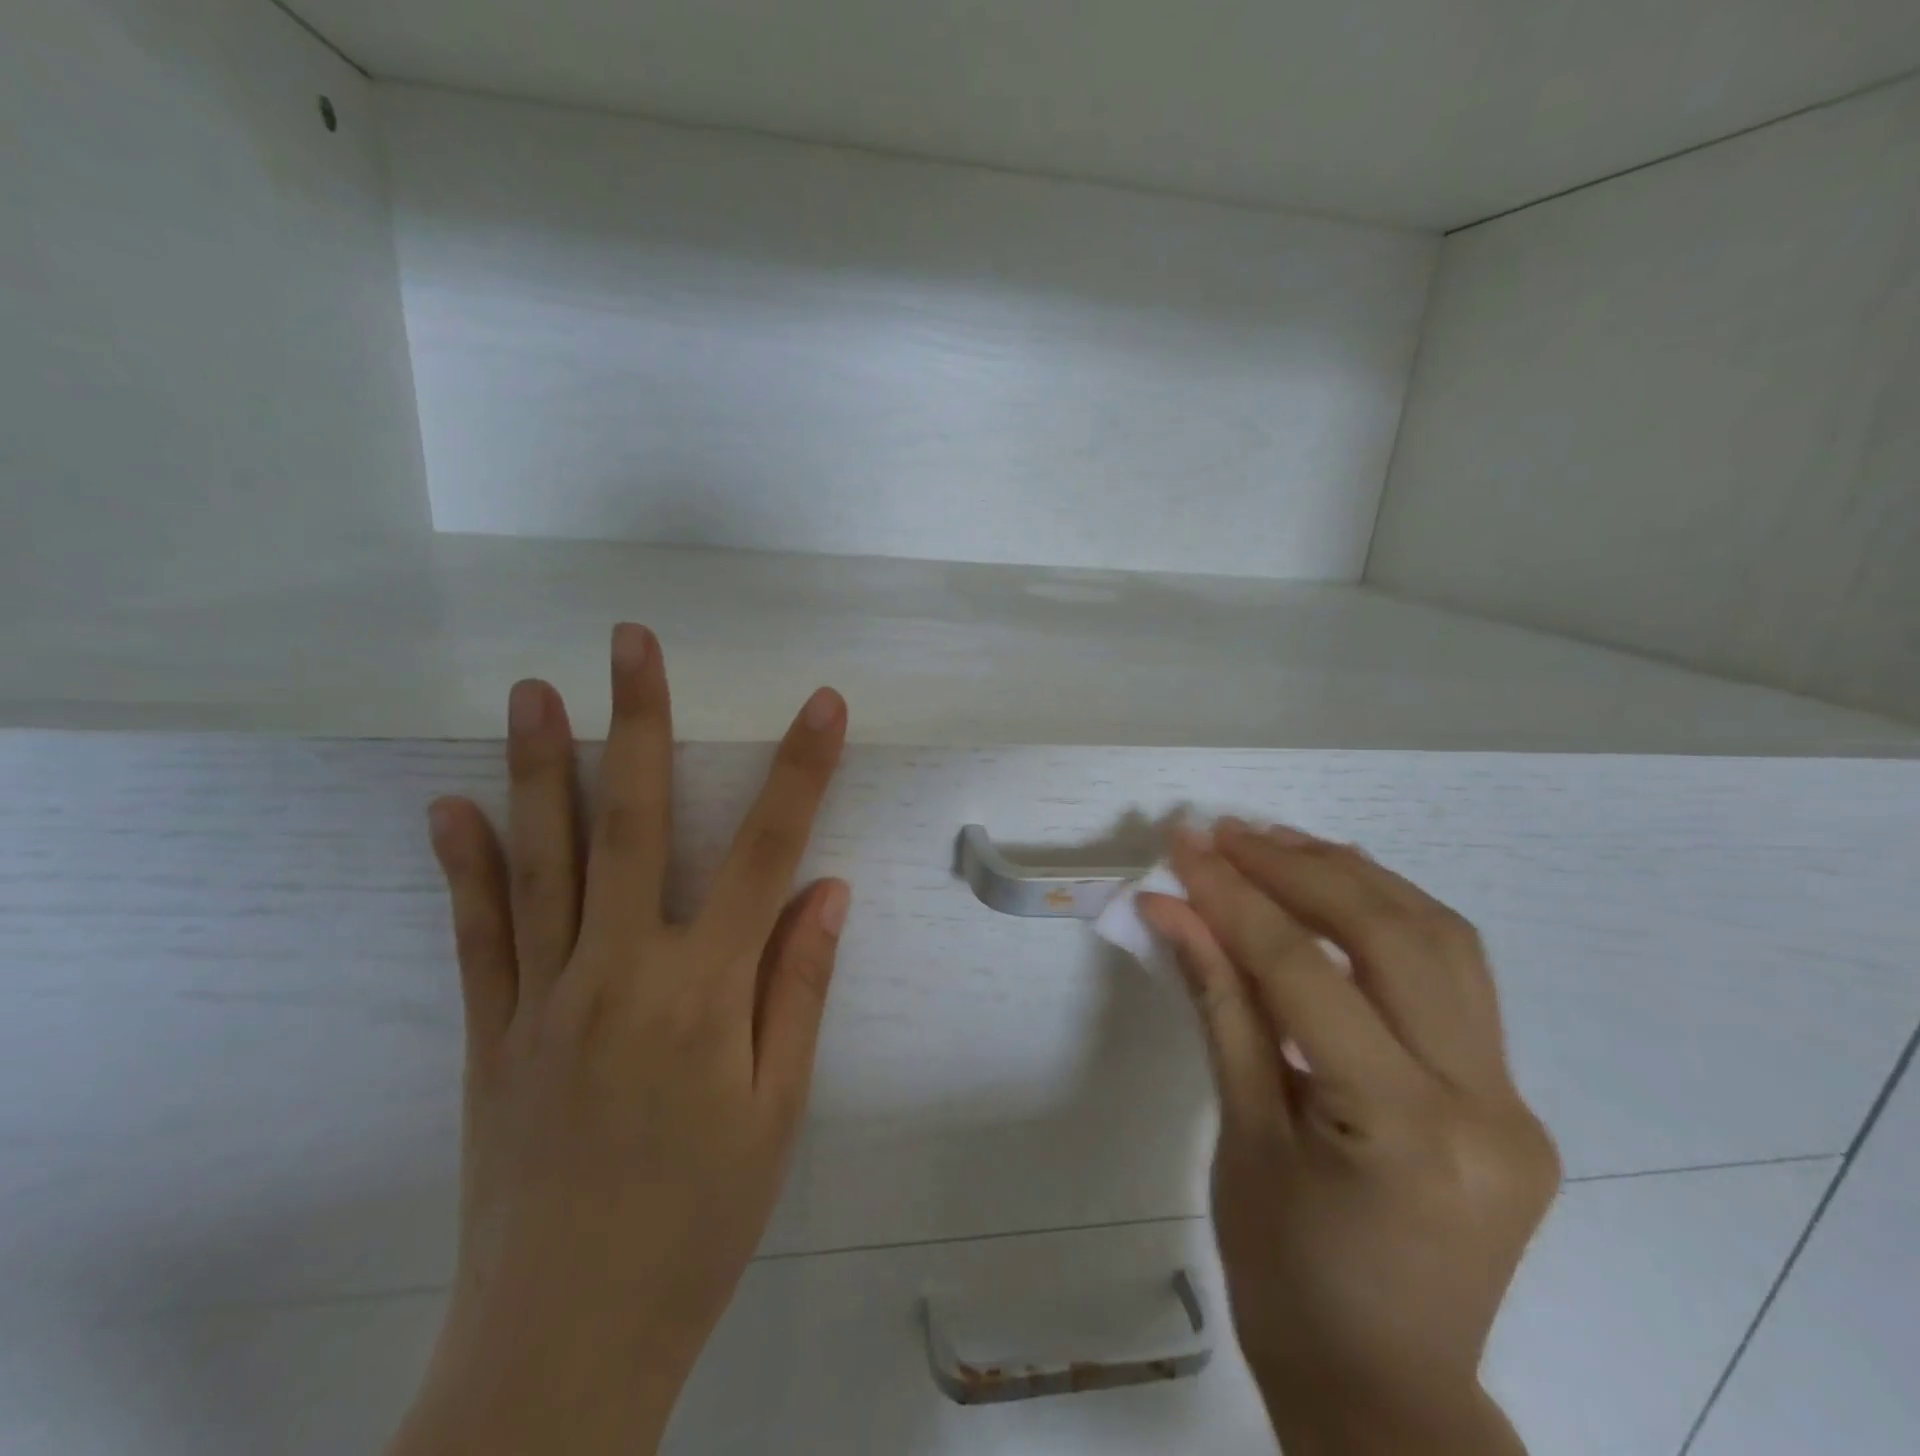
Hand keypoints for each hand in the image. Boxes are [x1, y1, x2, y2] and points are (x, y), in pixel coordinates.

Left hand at [390, 624, 849, 1455]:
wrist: (564, 1343)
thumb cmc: (700, 1221)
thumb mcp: (777, 1109)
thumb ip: (798, 985)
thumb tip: (826, 890)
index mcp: (704, 992)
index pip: (767, 852)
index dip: (800, 771)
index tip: (822, 705)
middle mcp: (619, 972)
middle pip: (631, 822)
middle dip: (638, 721)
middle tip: (630, 642)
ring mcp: (544, 997)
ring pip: (542, 858)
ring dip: (541, 765)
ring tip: (535, 690)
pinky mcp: (492, 1033)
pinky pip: (479, 933)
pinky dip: (466, 864)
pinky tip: (454, 806)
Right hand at [1140, 819, 1559, 1455]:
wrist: (1384, 1390)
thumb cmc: (1285, 1277)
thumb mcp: (1239, 1133)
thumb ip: (1216, 1002)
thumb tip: (1170, 910)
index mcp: (1402, 1132)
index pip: (1305, 974)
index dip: (1235, 899)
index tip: (1184, 847)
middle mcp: (1482, 1106)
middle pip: (1393, 936)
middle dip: (1300, 868)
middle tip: (1229, 831)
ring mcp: (1513, 1101)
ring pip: (1442, 940)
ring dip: (1354, 877)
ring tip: (1278, 842)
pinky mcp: (1510, 1098)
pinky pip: (1455, 979)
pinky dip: (1391, 918)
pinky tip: (1339, 891)